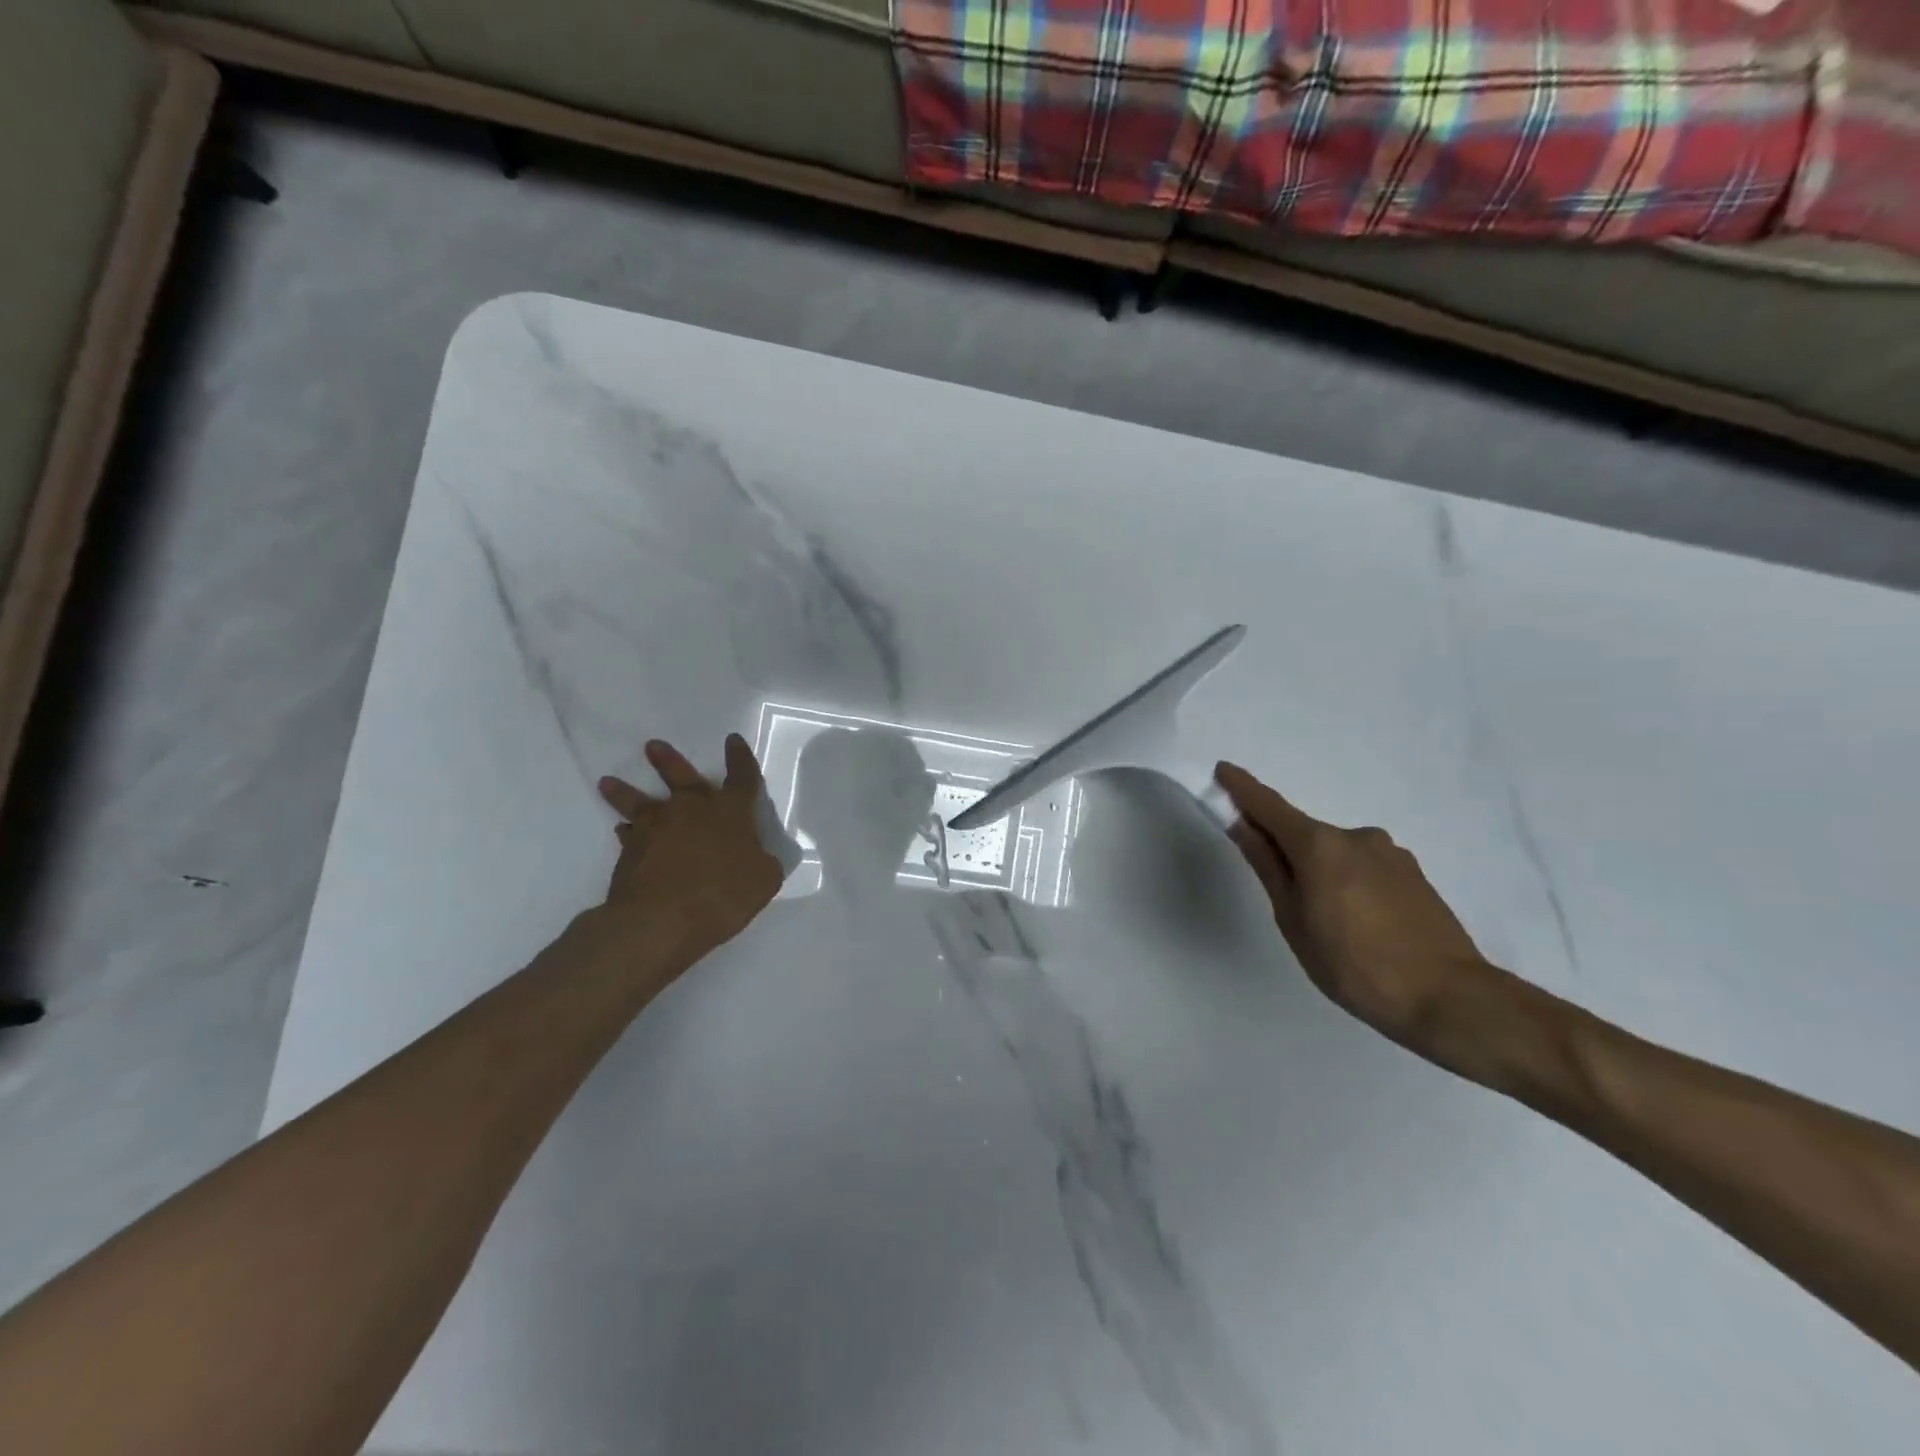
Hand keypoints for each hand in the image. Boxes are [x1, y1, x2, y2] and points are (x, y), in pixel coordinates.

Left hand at [592, 736, 784, 969]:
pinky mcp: (631, 849)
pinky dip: (626, 831)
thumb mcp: (764, 880)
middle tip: (652, 746)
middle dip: (669, 760)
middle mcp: (693, 809)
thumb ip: (762, 861)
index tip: (733, 741)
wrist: (662, 919)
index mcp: (731, 811)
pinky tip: (622, 830)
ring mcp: (657, 826)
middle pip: (682, 776)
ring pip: (639, 800)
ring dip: (625, 790)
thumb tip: (757, 856)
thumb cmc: (723, 895)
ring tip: (608, 782)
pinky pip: (628, 833)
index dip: (740, 758)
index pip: (742, 777)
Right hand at [1215, 762, 1489, 1051]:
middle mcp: (1355, 836)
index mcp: (1319, 845)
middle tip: (1281, 896)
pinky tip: (1360, 924)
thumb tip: (1242, 825)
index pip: (1269, 806)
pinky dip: (1349, 883)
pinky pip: (1364, 868)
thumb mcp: (1294, 919)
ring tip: (1328, 924)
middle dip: (1285, 851)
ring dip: (1321, 872)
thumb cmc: (1353, 964)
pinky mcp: (1414, 874)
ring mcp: (1390, 853)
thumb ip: (1268, 866)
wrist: (1450, 998)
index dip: (1243, 789)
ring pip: (1337, 854)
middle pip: (1304, 834)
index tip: (1222, 770)